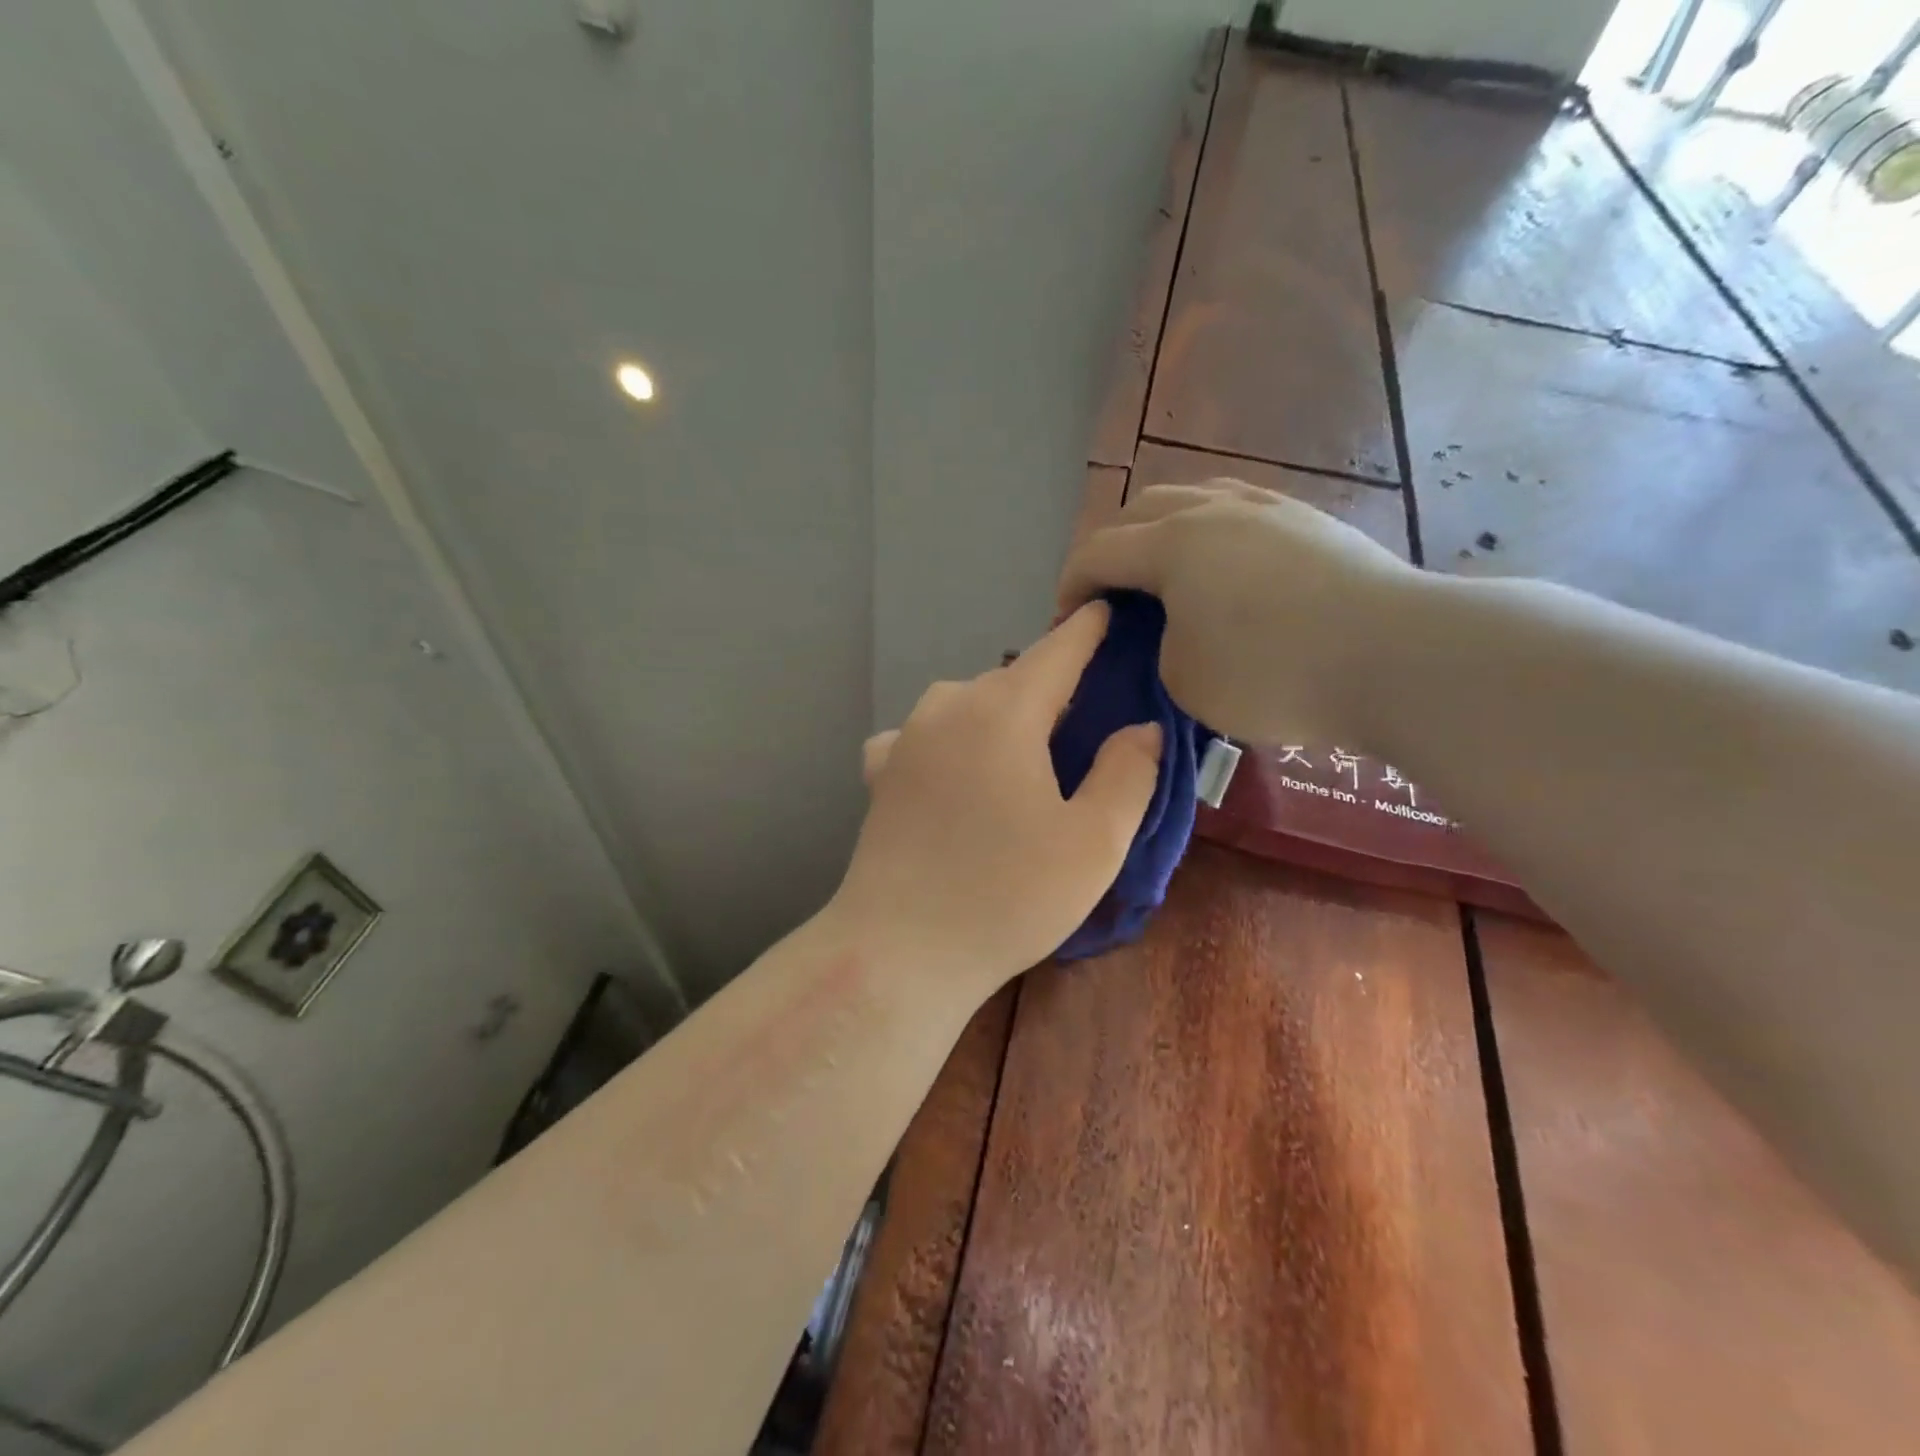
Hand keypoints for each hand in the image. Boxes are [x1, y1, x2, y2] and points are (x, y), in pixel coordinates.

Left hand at [834, 603, 1162, 993]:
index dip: (1088, 629)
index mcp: (1004, 711)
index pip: (1058, 650)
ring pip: (967, 701)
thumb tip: (1139, 727)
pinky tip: (956, 770)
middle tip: (1087, 711)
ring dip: (1000, 711)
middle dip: (1052, 683)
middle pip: (1013, 677)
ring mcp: (906, 737)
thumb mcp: (1094, 843)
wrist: (899, 950)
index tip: (1109, 609)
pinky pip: (924, 734)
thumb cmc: (1007, 896)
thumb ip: (1128, 774)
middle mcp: (949, 706)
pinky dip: (951, 738)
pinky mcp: (880, 773)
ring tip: (1025, 748)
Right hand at [1056, 478, 1415, 744]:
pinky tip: (1224, 567)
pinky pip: (1238, 511)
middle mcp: (1213, 509)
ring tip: (1164, 573)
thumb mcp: (1183, 679)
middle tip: (1110, 596)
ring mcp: (1268, 507)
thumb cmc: (1273, 673)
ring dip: (1162, 532)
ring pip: (1193, 498)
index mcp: (1171, 543)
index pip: (1097, 553)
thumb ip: (1155, 647)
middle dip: (1111, 550)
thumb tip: (1170, 629)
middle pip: (1140, 511)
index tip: (1063, 622)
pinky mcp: (1310, 521)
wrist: (1399, 656)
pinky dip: (1210, 534)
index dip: (1069, 586)